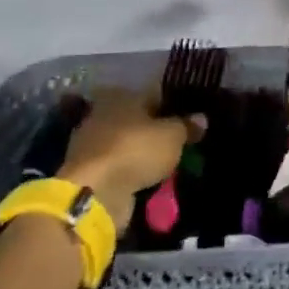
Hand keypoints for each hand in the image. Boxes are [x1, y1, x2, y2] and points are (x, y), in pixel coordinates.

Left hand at [58, 86, 203, 233]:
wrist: (94, 193)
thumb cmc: (135, 150)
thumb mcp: (172, 136)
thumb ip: (187, 126)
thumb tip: (201, 118)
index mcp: (122, 96)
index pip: (153, 95)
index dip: (172, 107)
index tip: (189, 120)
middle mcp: (103, 114)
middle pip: (137, 121)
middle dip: (156, 132)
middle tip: (179, 145)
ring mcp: (92, 144)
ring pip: (127, 146)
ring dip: (143, 155)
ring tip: (167, 167)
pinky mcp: (87, 172)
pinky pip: (118, 168)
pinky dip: (131, 174)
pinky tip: (148, 181)